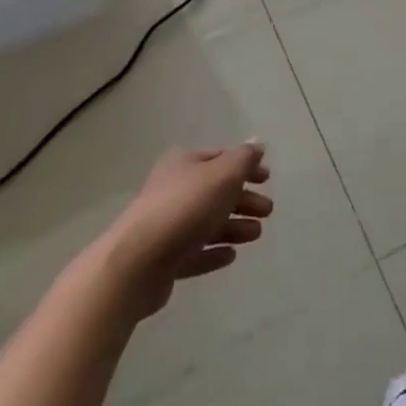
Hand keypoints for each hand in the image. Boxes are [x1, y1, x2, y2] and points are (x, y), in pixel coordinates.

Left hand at [103, 142, 272, 318]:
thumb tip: (257, 144)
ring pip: (207, 222)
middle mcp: (173, 189)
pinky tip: (230, 256)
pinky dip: (213, 252)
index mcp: (183, 163)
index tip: (268, 178)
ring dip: (233, 226)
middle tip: (267, 211)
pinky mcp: (163, 259)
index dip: (246, 166)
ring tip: (255, 235)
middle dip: (243, 199)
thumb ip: (244, 159)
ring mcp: (166, 225)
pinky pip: (194, 252)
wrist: (138, 261)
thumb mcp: (223, 174)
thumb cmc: (186, 207)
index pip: (221, 158)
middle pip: (216, 192)